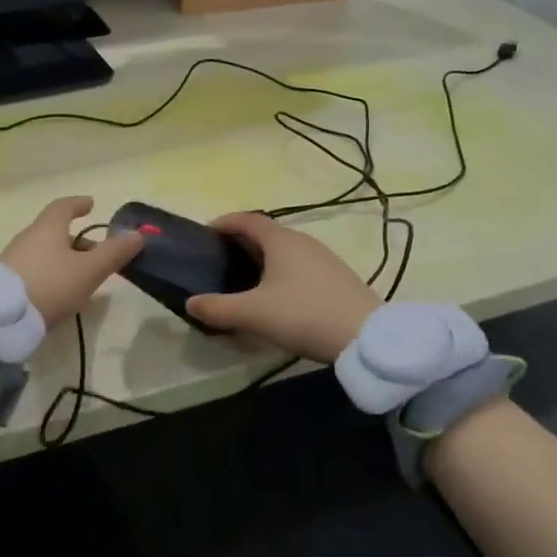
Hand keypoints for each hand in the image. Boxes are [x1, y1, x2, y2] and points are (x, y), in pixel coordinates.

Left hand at [0, 196, 143, 326]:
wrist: (1, 319)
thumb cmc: (50, 285)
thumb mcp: (89, 270)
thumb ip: (114, 253)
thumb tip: (137, 234)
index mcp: (47, 228)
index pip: (63, 207)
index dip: (78, 204)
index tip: (91, 204)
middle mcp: (27, 238)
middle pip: (54, 231)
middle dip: (76, 240)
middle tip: (97, 253)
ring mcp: (13, 260)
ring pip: (44, 252)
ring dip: (64, 258)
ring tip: (82, 277)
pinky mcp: (5, 282)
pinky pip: (34, 269)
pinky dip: (50, 273)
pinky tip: (58, 292)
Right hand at [186, 212, 380, 362]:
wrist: (367, 336)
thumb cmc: (304, 314)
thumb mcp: (254, 314)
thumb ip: (218, 308)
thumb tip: (190, 303)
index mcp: (280, 240)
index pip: (247, 219)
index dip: (224, 223)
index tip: (205, 234)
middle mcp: (302, 241)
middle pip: (265, 233)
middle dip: (240, 242)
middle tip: (219, 260)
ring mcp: (323, 258)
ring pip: (284, 250)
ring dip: (262, 258)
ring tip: (244, 278)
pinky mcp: (336, 277)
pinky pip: (299, 265)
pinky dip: (280, 271)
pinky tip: (277, 295)